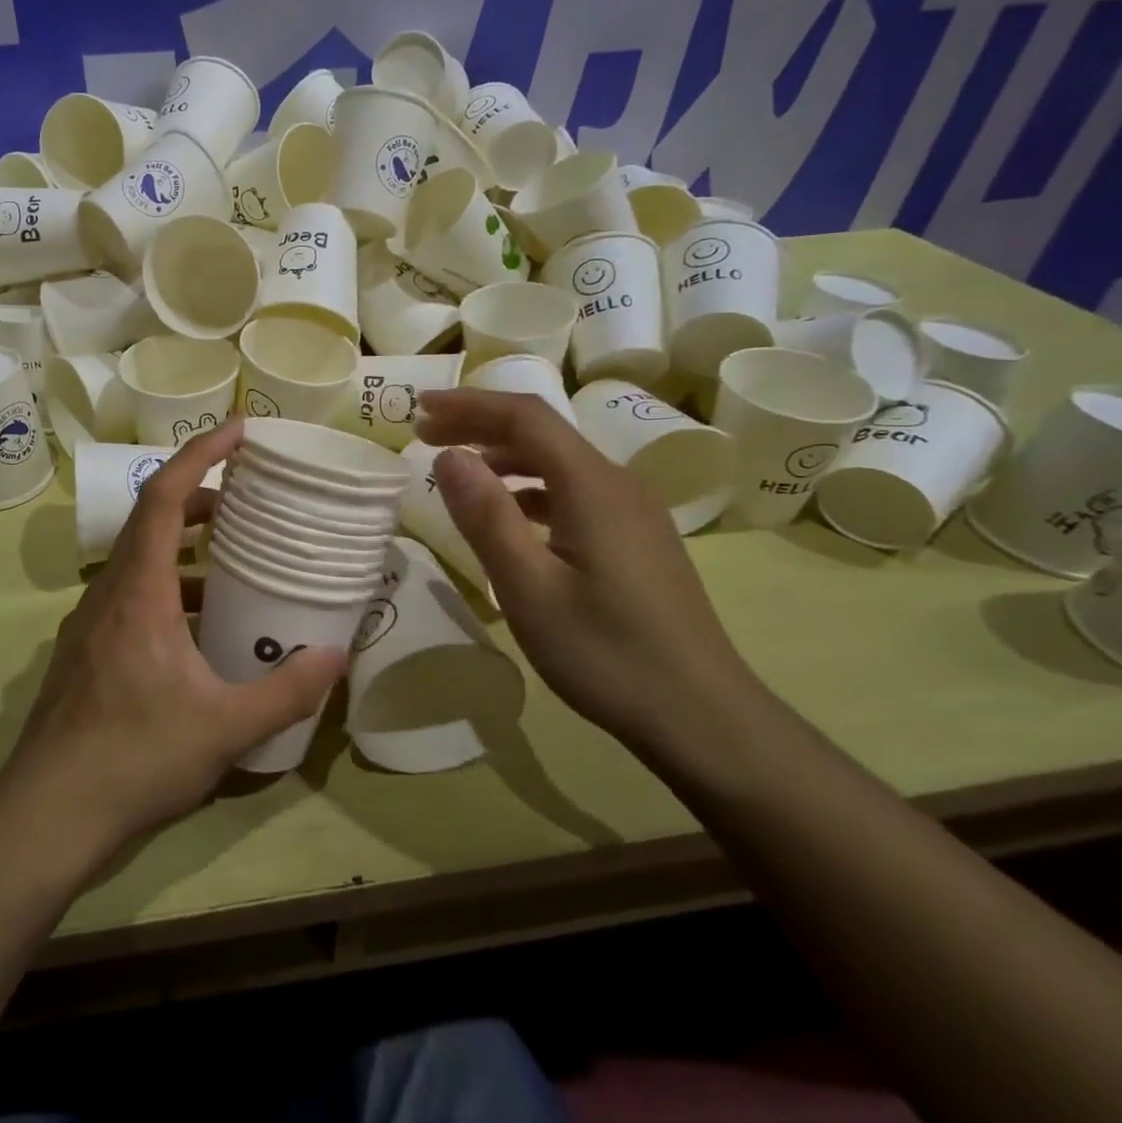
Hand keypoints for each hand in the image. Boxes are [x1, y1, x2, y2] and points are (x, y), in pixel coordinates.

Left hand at [0, 419, 345, 858]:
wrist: (46, 816)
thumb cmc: (134, 758)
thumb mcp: (224, 729)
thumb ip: (285, 692)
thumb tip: (337, 656)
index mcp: (139, 590)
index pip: (166, 495)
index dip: (201, 452)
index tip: (239, 430)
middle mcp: (109, 591)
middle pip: (152, 518)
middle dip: (201, 496)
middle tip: (249, 498)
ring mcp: (91, 621)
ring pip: (140, 558)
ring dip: (185, 546)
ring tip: (234, 560)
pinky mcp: (86, 650)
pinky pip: (131, 594)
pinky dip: (169, 587)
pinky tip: (199, 628)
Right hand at [414, 388, 756, 748]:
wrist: (703, 718)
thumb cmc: (606, 652)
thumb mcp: (529, 588)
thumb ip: (486, 516)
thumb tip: (449, 457)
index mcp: (592, 485)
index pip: (524, 416)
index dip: (468, 404)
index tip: (419, 407)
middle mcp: (616, 483)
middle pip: (541, 433)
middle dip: (479, 425)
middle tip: (425, 434)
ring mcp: (632, 511)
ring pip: (558, 462)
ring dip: (503, 457)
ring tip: (458, 472)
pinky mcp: (636, 538)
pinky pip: (573, 492)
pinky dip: (529, 489)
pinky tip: (508, 516)